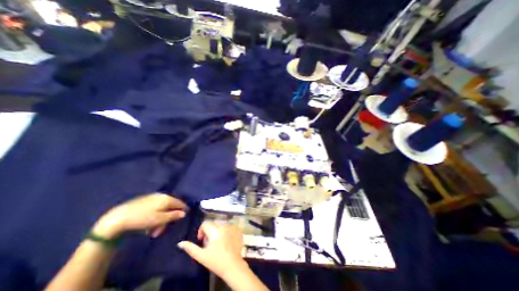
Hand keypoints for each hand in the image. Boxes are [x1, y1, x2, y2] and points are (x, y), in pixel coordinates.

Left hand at [92, 193, 186, 238]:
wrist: (118, 218)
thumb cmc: (142, 219)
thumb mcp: (160, 219)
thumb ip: (174, 216)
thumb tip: (184, 213)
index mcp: (167, 199)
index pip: (180, 203)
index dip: (183, 210)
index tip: (183, 218)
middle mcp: (162, 196)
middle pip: (170, 207)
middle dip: (167, 219)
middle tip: (160, 231)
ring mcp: (152, 197)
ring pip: (162, 208)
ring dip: (160, 219)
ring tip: (151, 231)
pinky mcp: (144, 201)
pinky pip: (155, 207)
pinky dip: (154, 215)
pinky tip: (147, 224)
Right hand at [178, 222, 245, 279]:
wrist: (233, 266)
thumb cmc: (216, 261)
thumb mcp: (201, 256)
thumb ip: (191, 248)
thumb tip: (180, 243)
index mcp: (215, 231)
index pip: (206, 223)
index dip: (201, 231)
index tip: (202, 240)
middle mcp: (224, 226)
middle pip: (214, 223)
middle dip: (210, 230)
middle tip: (209, 242)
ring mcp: (232, 227)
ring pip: (222, 224)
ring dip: (218, 229)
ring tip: (218, 241)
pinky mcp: (238, 229)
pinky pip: (230, 226)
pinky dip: (227, 230)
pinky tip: (226, 240)